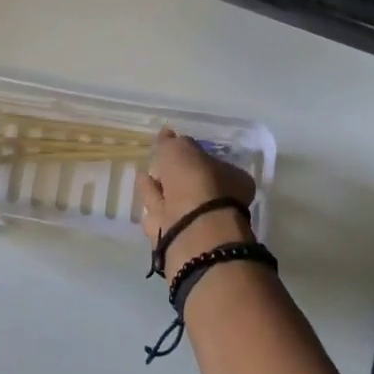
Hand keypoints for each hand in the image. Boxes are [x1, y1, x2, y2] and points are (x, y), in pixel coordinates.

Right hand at [139, 128, 255, 284]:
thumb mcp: (181, 150)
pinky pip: (161, 215)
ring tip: (143, 175)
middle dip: (175, 175)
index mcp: (232, 180)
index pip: (212, 163)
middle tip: (157, 163)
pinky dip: (151, 203)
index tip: (175, 150)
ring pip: (174, 201)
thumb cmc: (195, 182)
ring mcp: (198, 223)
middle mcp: (219, 202)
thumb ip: (172, 142)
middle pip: (192, 185)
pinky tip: (141, 193)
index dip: (193, 156)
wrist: (192, 233)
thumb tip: (167, 134)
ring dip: (159, 188)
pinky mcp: (178, 239)